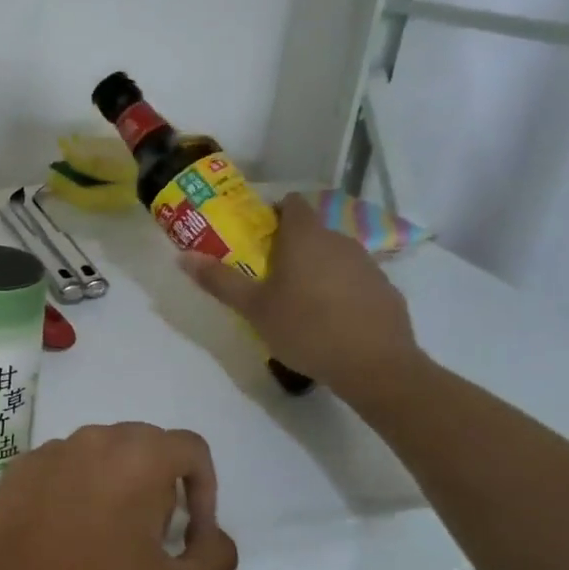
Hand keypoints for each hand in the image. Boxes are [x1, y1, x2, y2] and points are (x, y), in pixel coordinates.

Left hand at [0, 424, 237, 569]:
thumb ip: (217, 556)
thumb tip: (209, 532)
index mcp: (136, 457)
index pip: (190, 447)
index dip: (204, 488)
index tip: (190, 532)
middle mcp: (91, 439)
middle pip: (144, 446)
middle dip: (159, 485)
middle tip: (149, 539)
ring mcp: (48, 451)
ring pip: (100, 455)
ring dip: (116, 486)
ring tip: (104, 540)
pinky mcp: (15, 469)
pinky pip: (63, 468)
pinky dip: (75, 490)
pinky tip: (62, 536)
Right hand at [181, 193, 419, 398]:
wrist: (374, 365)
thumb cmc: (305, 329)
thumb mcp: (253, 308)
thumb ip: (219, 280)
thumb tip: (183, 256)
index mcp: (304, 237)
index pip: (292, 204)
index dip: (274, 213)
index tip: (257, 237)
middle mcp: (339, 240)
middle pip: (312, 231)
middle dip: (291, 246)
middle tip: (268, 275)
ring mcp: (367, 264)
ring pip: (334, 255)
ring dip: (317, 268)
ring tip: (299, 301)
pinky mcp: (385, 289)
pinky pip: (355, 279)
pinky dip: (341, 289)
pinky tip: (331, 319)